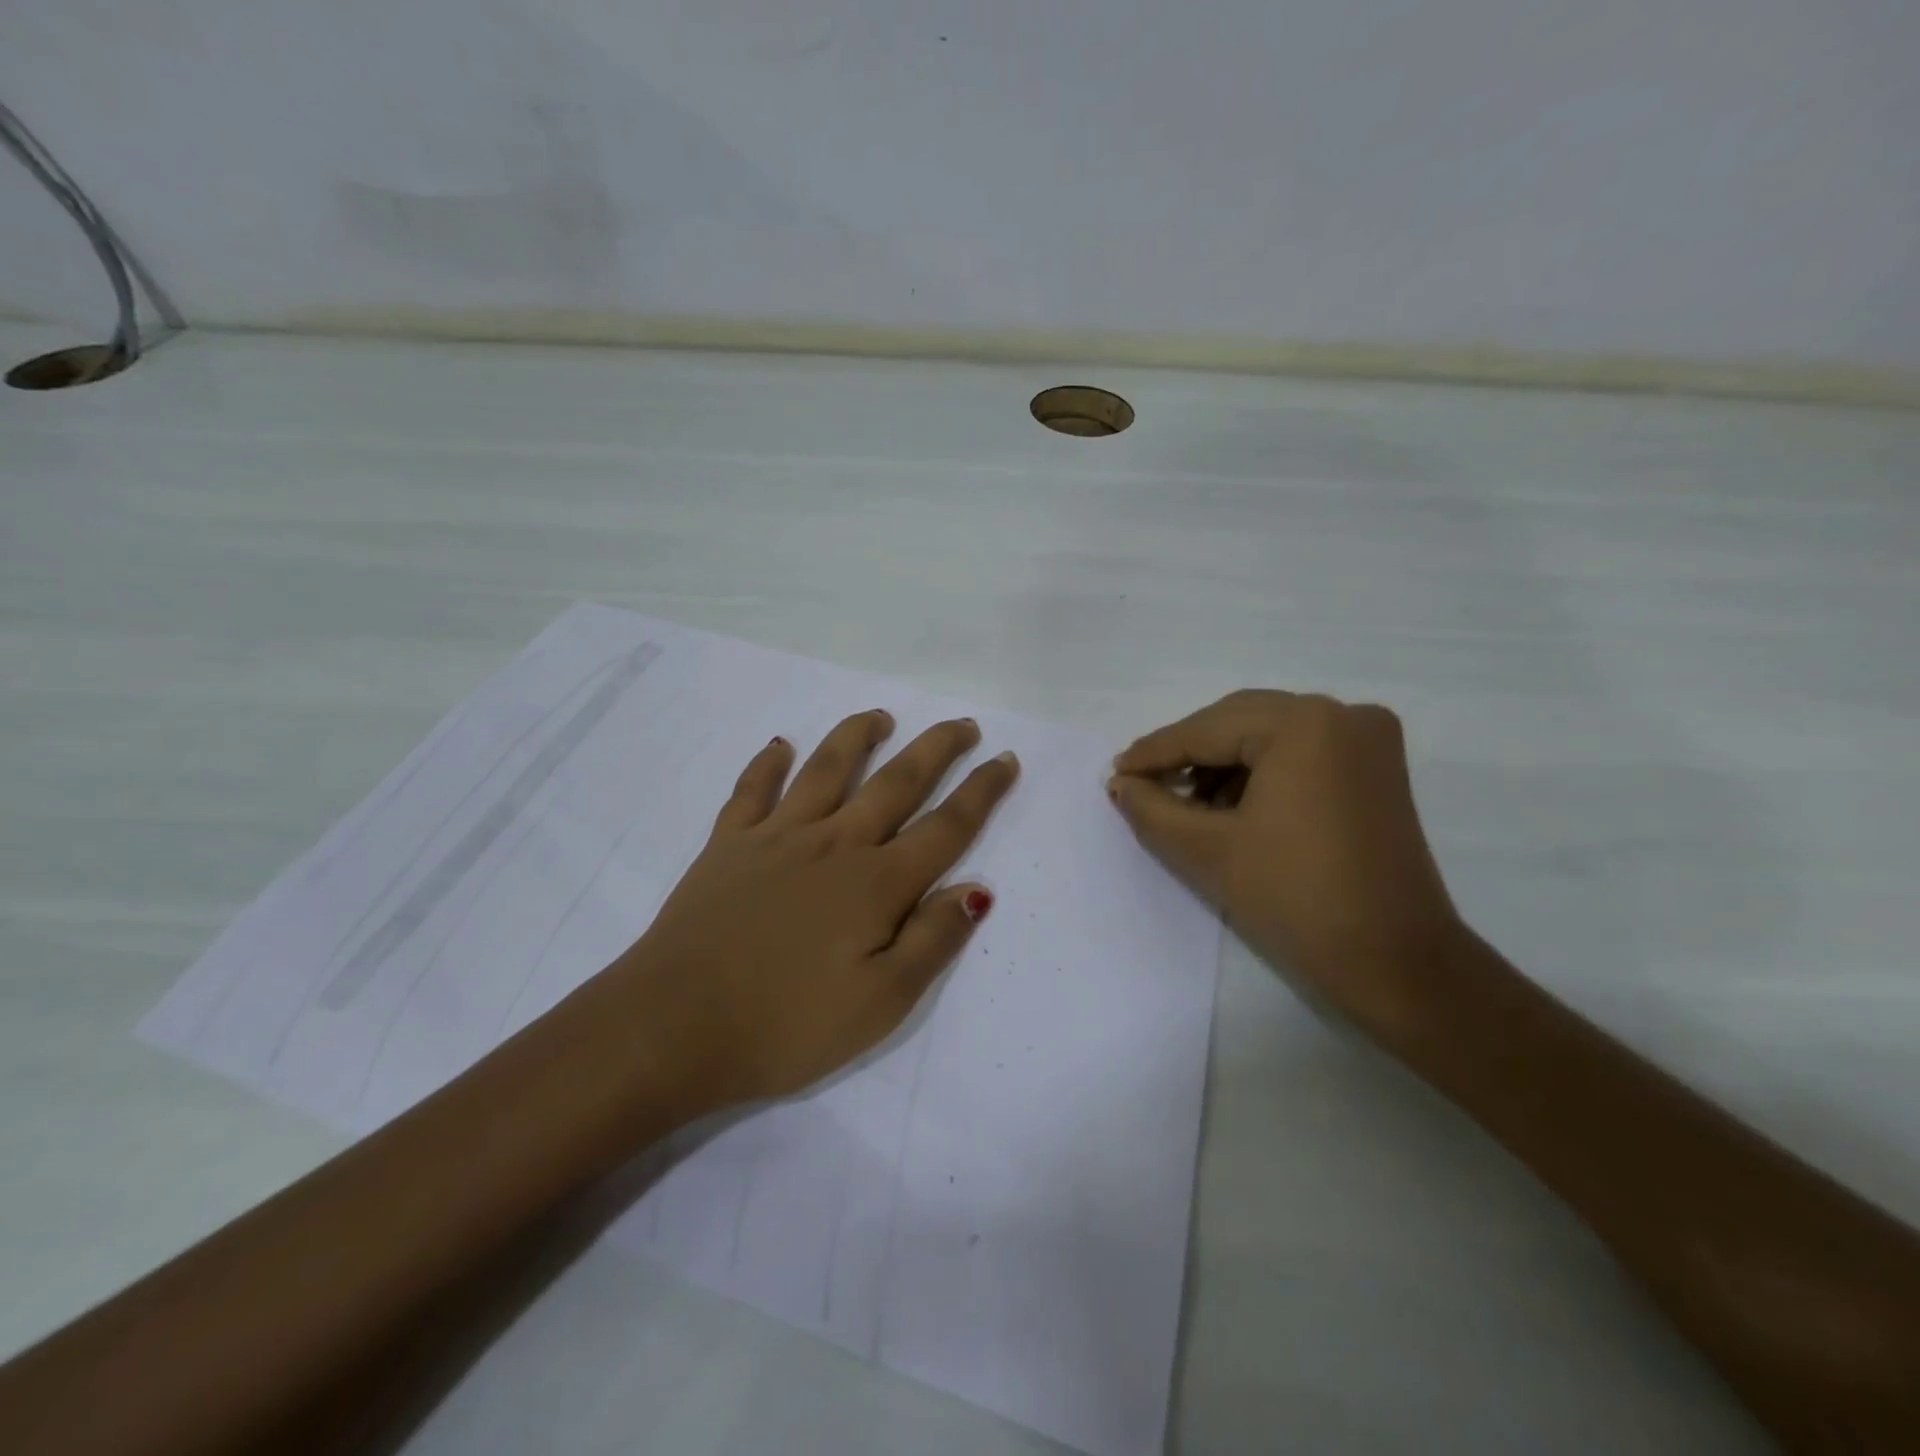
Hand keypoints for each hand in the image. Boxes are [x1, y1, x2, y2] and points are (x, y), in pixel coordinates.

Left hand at [610, 710, 1016, 1107]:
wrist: (673, 1027)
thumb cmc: (786, 1025)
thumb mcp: (881, 1003)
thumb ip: (932, 940)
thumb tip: (976, 888)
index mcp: (876, 883)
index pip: (946, 826)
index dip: (982, 791)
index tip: (1006, 760)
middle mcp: (834, 844)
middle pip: (896, 782)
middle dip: (936, 749)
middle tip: (963, 724)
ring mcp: (777, 837)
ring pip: (827, 770)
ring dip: (857, 737)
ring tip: (880, 716)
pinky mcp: (728, 845)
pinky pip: (751, 791)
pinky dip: (766, 764)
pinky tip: (778, 746)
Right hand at [1108, 690, 1461, 1030]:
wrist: (1396, 963)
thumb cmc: (1296, 900)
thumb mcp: (1207, 851)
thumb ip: (1152, 808)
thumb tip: (1120, 783)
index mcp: (1303, 724)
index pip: (1207, 730)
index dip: (1154, 753)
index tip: (1114, 773)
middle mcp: (1341, 714)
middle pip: (1238, 722)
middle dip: (1188, 753)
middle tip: (1143, 785)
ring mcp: (1367, 739)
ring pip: (1268, 735)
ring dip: (1223, 763)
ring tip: (1186, 805)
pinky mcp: (1378, 767)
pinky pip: (1300, 752)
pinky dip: (1261, 772)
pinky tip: (1231, 807)